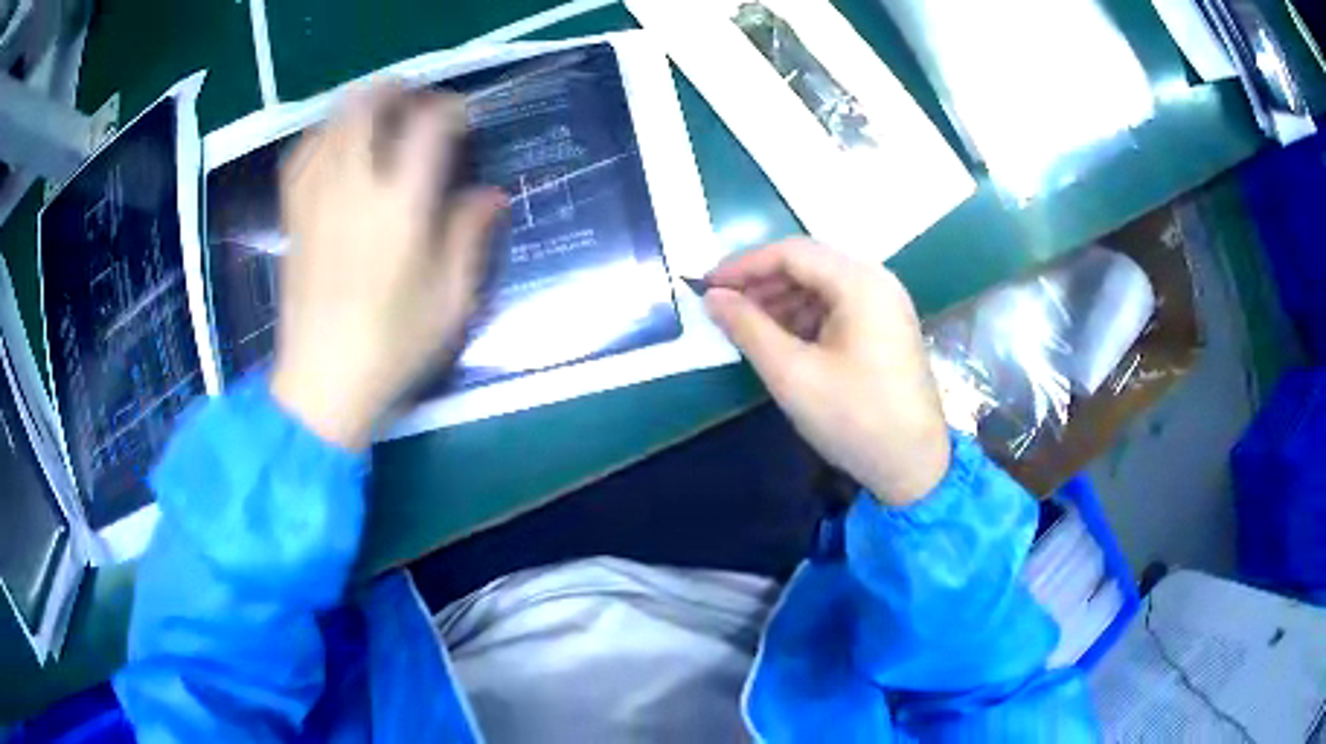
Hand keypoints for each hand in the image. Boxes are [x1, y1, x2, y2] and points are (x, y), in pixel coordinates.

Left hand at [271, 84, 506, 449]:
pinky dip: (320, 136)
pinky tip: (333, 144)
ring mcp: (316, 201)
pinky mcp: (294, 218)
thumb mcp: (450, 300)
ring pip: (329, 124)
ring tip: (377, 115)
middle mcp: (354, 190)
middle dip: (394, 90)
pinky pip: (300, 157)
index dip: (450, 110)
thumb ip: (469, 237)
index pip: (427, 129)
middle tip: (415, 100)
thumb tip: (492, 195)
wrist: (321, 385)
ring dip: (356, 107)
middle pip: (365, 108)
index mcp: (400, 209)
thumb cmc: (392, 347)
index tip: (462, 116)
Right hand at [704, 238, 948, 506]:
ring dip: (781, 300)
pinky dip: (805, 316)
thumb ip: (747, 328)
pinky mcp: (886, 327)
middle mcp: (877, 281)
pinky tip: (782, 339)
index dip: (743, 265)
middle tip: (723, 307)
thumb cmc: (854, 418)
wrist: (914, 466)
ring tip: (747, 326)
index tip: (706, 286)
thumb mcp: (792, 374)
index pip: (791, 252)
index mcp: (860, 283)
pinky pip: (838, 306)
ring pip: (822, 285)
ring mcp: (886, 304)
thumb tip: (713, 297)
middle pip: (809, 264)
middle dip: (762, 282)